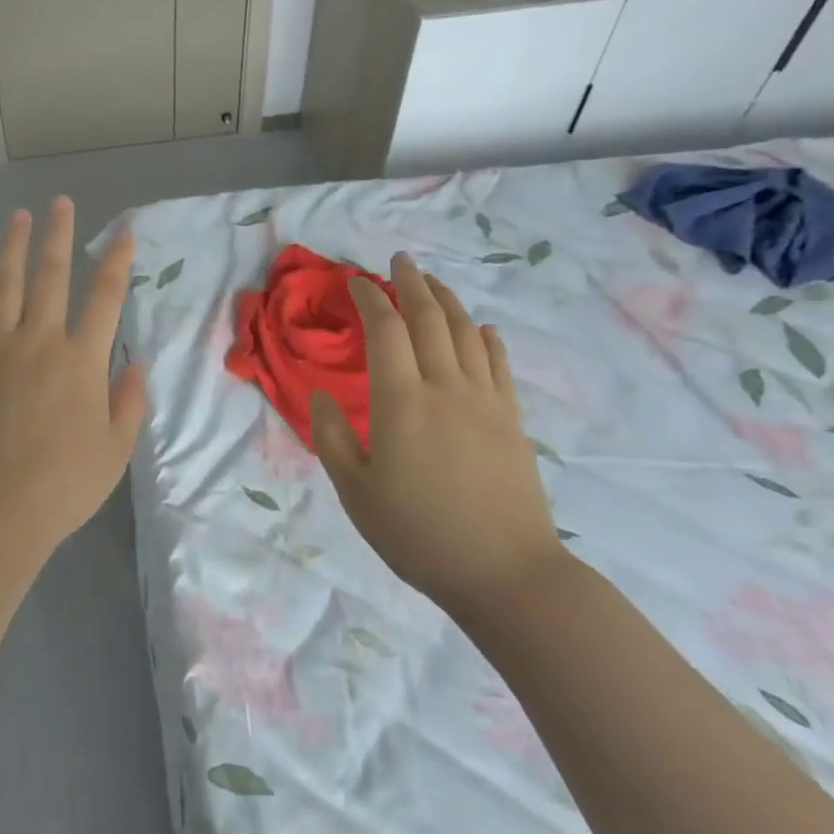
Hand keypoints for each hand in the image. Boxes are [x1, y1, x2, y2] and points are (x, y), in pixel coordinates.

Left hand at [0, 198, 146, 553]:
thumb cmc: (65, 484)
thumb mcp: (116, 449)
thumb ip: (129, 400)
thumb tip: (134, 362)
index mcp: (81, 361)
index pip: (105, 298)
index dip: (116, 261)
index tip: (123, 233)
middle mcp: (39, 342)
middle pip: (50, 276)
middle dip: (57, 235)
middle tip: (59, 203)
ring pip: (3, 286)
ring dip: (10, 248)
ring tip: (16, 217)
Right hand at [311, 253, 564, 617]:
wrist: (506, 572)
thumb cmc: (418, 533)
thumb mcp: (355, 492)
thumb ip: (332, 437)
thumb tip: (322, 395)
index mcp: (401, 401)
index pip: (385, 331)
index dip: (370, 299)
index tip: (356, 282)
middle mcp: (445, 387)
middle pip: (429, 319)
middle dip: (411, 284)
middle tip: (398, 261)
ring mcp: (485, 401)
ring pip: (466, 333)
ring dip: (447, 301)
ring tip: (432, 282)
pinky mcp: (511, 419)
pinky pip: (498, 364)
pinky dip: (487, 338)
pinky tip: (482, 329)